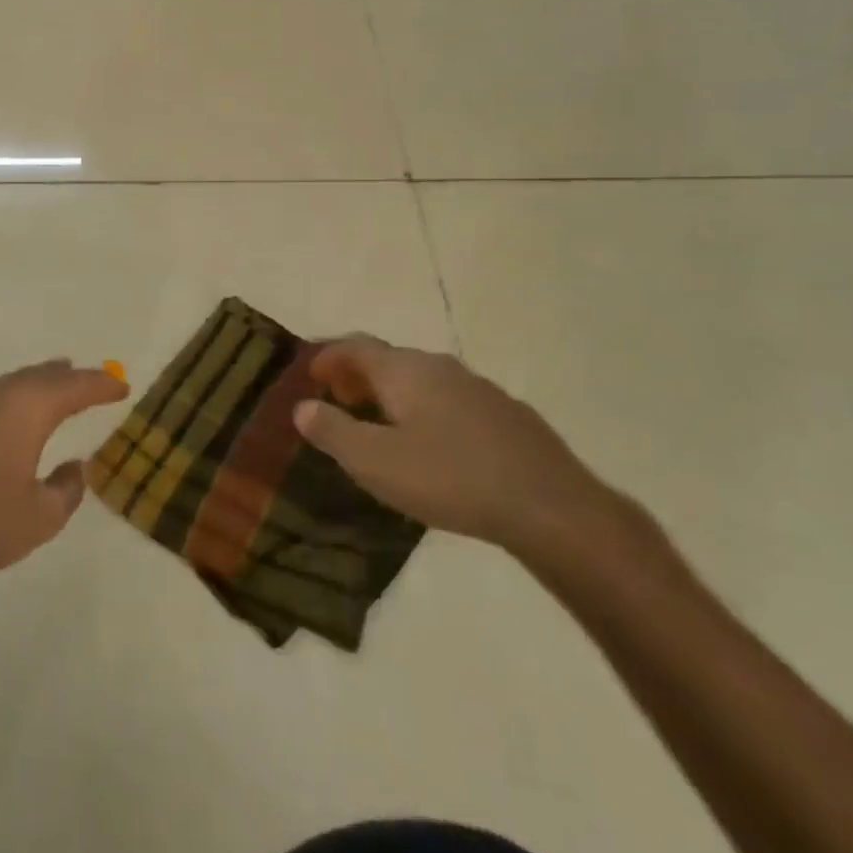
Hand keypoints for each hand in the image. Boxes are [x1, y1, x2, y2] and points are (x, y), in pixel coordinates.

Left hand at [0, 359, 128, 582]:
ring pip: (16, 381)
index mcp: (29, 409)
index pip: (75, 387)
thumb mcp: (42, 516)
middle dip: (73, 378)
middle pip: (44, 376)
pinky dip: (16, 394)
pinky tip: (15, 409)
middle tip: (95, 382)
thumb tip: (73, 466)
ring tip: (60, 381)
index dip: (102, 386)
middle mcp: (0, 395)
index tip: (122, 388)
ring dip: (42, 381)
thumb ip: (67, 488)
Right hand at [293, 336, 606, 552]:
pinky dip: (427, 410)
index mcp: (405, 370)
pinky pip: (451, 401)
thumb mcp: (375, 462)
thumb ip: (333, 432)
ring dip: (394, 394)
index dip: (329, 356)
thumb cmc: (449, 477)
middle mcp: (440, 366)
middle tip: (341, 402)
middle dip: (359, 375)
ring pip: (423, 380)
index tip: (311, 374)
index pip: (356, 346)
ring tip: (382, 425)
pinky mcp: (507, 415)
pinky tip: (434, 446)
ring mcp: (479, 388)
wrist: (550, 506)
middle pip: (390, 359)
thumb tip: (302, 407)